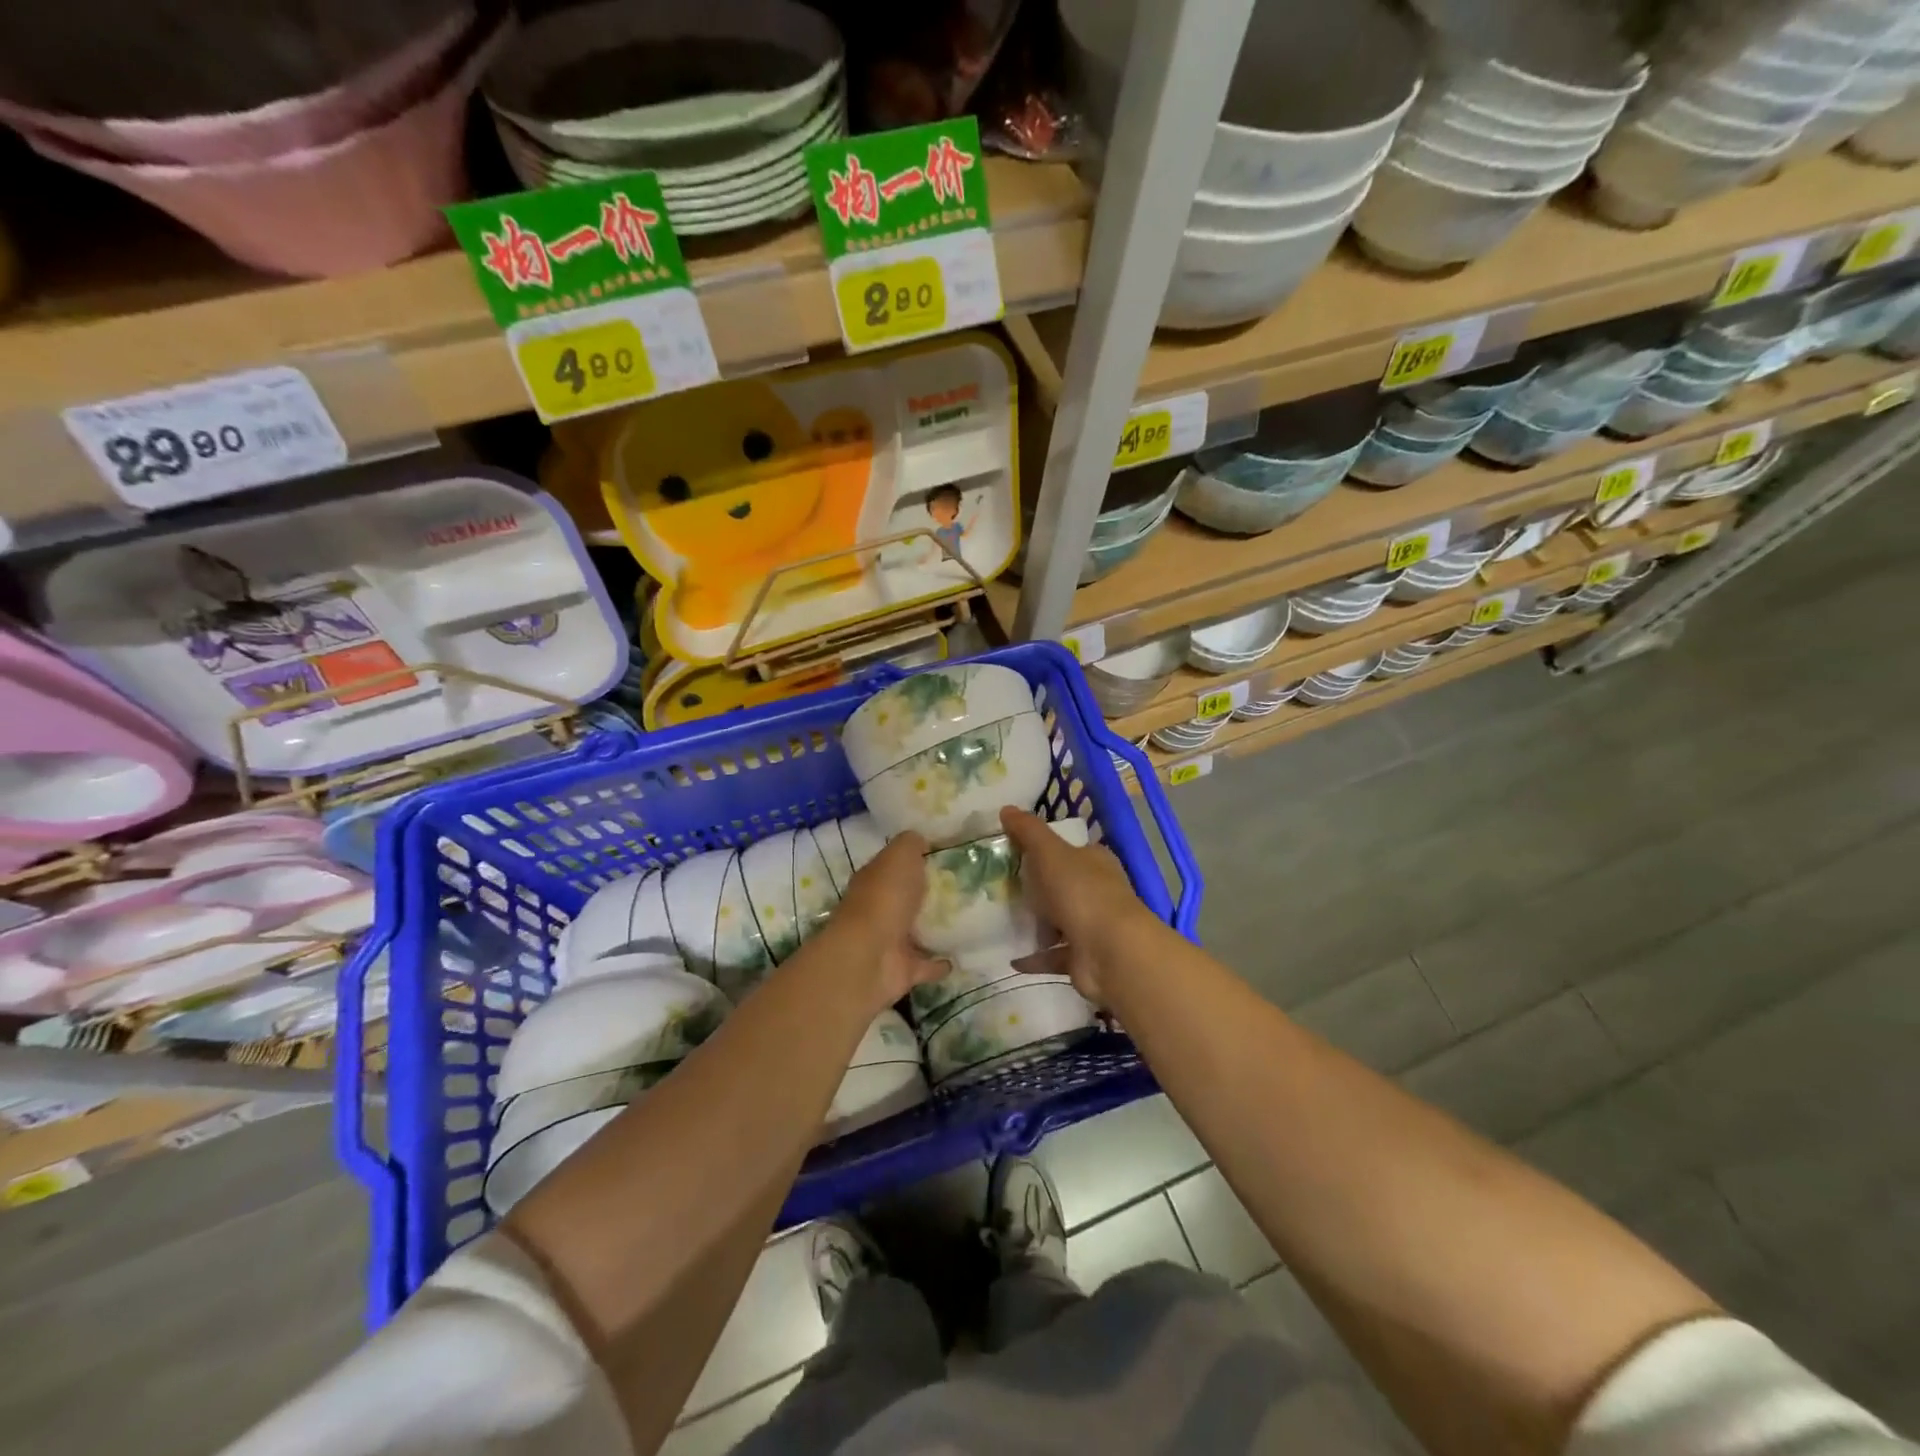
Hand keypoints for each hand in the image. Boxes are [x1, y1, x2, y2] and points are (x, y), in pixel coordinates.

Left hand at [828, 831, 950, 1012]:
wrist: (870, 957)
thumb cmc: (885, 898)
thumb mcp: (900, 856)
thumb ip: (911, 844)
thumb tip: (921, 839)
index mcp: (874, 879)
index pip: (894, 865)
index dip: (915, 858)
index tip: (945, 853)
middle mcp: (879, 909)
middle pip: (906, 898)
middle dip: (927, 892)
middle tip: (965, 885)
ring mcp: (890, 942)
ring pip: (916, 931)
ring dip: (935, 927)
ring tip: (968, 918)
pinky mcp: (904, 970)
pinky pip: (927, 964)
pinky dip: (940, 963)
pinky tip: (961, 956)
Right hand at [1001, 807, 1153, 1004]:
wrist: (1109, 952)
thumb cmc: (1081, 892)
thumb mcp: (1050, 852)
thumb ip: (1028, 831)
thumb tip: (1006, 808)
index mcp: (1095, 862)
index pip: (1070, 850)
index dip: (1044, 849)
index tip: (1013, 852)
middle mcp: (1097, 892)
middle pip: (1062, 886)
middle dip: (1036, 888)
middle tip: (998, 887)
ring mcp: (1092, 927)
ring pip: (1058, 922)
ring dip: (1034, 924)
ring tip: (998, 920)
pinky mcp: (1083, 958)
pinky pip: (1053, 955)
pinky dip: (1034, 956)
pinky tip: (1009, 956)